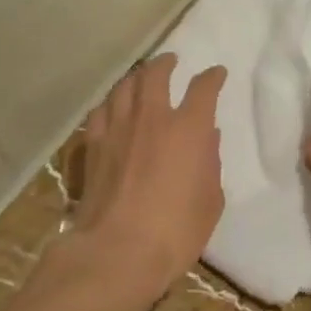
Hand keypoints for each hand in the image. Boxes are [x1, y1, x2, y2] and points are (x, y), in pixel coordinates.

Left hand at [74, 53, 227, 299]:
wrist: (118, 250)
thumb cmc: (176, 230)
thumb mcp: (211, 201)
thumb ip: (211, 163)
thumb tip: (209, 138)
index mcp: (189, 128)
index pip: (203, 88)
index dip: (212, 77)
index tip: (216, 74)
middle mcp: (152, 117)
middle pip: (155, 74)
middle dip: (166, 63)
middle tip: (172, 60)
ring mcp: (118, 129)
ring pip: (124, 87)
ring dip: (136, 77)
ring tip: (141, 76)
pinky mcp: (93, 146)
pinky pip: (101, 111)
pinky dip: (111, 102)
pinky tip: (112, 106)